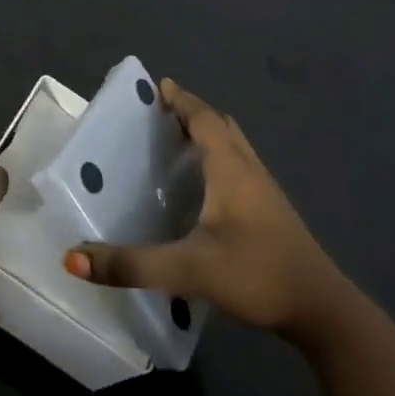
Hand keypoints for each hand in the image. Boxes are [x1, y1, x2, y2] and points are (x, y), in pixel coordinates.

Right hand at [65, 79, 356, 341]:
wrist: (321, 310)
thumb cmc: (256, 275)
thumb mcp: (188, 270)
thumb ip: (131, 265)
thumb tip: (73, 257)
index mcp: (231, 170)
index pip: (205, 120)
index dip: (182, 101)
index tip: (160, 86)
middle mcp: (250, 171)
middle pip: (222, 127)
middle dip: (193, 113)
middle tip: (162, 112)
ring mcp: (266, 192)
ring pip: (235, 147)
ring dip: (209, 134)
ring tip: (178, 140)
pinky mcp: (272, 212)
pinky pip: (240, 168)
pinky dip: (219, 158)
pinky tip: (205, 185)